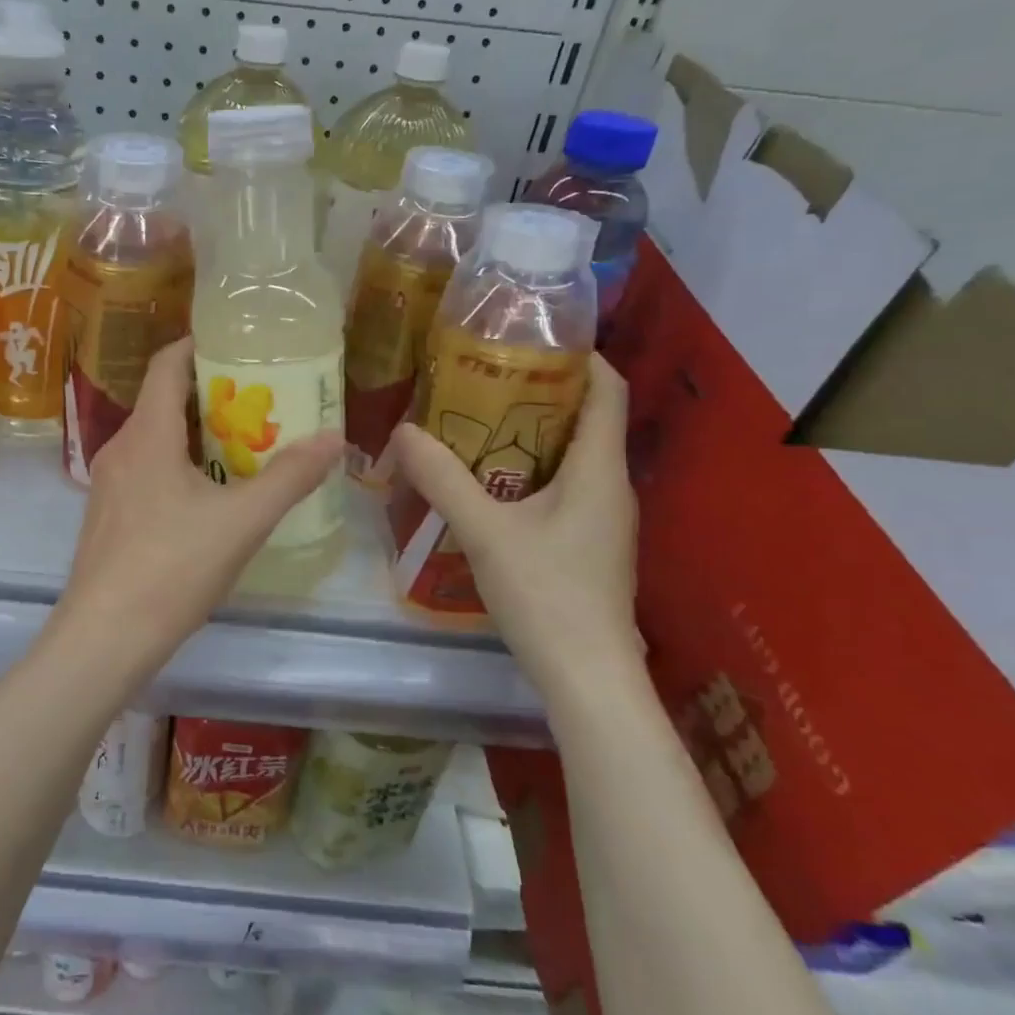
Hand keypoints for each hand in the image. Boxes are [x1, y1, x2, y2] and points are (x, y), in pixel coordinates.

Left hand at [57, 338, 343, 662]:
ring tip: (242, 447)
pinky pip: (145, 471)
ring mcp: (108, 485)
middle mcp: (120, 448)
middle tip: (258, 401)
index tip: (235, 345)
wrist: (105, 637)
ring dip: (196, 435)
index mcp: (148, 435)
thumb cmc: (172, 568)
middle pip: (163, 402)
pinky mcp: (107, 517)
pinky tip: (208, 497)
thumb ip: (290, 477)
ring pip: (155, 440)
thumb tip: (334, 438)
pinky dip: (178, 466)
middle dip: (210, 396)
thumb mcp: (242, 521)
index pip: (166, 365)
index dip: (197, 346)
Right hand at [389, 355, 639, 693]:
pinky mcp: (588, 542)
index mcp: (600, 470)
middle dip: (540, 390)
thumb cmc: (547, 595)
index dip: (580, 355)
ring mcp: (603, 518)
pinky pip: (563, 485)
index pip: (608, 389)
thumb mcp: (486, 532)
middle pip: (587, 417)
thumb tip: (403, 431)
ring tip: (477, 418)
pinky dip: (529, 468)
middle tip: (483, 375)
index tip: (532, 338)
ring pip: (572, 454)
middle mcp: (611, 485)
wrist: (587, 677)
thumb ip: (443, 479)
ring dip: (531, 431)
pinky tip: (488, 479)